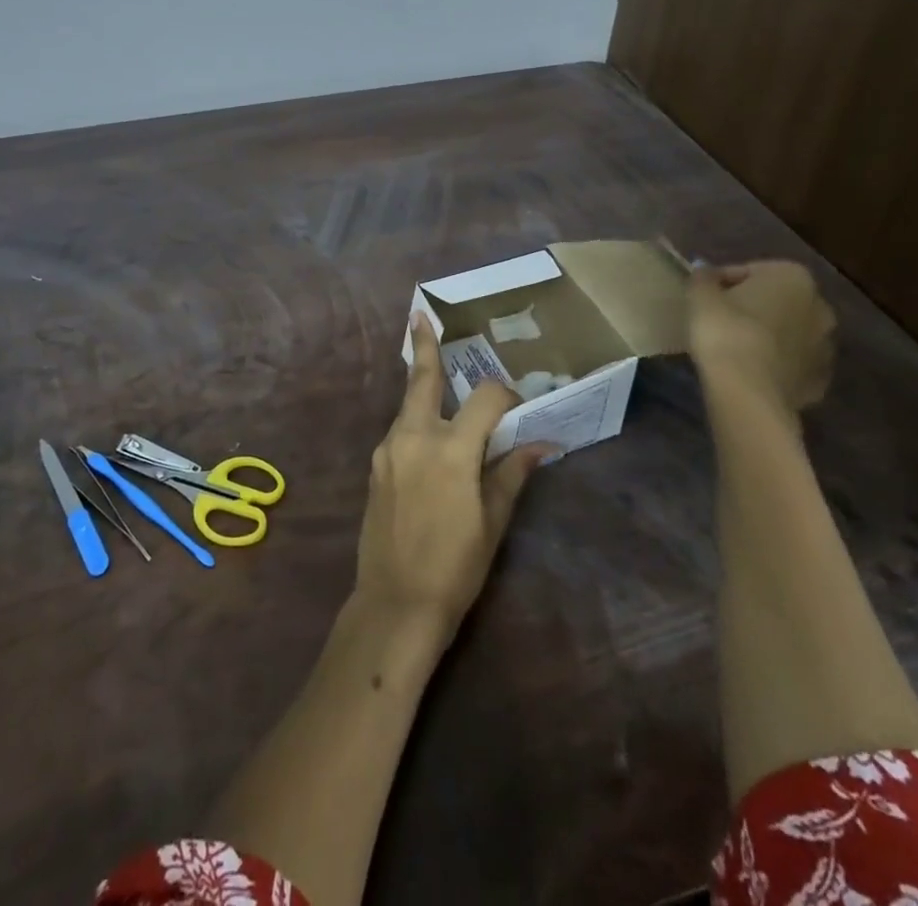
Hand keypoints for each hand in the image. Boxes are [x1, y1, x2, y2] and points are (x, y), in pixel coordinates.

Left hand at [354, 314, 555, 637]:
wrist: (395, 603)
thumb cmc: (454, 566)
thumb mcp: (493, 521)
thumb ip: (512, 473)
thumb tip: (543, 444)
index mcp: (451, 449)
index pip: (485, 399)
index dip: (507, 394)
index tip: (520, 404)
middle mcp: (414, 437)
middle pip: (422, 379)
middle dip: (424, 346)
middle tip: (420, 315)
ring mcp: (388, 449)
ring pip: (408, 405)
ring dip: (423, 387)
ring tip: (434, 370)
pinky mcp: (375, 465)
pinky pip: (399, 430)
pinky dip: (415, 421)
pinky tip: (428, 434)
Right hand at [687, 261, 835, 410]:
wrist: (748, 391)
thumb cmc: (725, 330)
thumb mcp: (701, 296)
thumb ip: (703, 278)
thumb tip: (704, 270)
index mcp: (793, 277)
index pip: (749, 271)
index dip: (722, 283)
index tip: (703, 297)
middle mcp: (819, 306)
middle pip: (776, 301)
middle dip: (752, 307)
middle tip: (720, 320)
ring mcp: (826, 346)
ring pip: (788, 333)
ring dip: (768, 335)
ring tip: (734, 347)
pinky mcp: (820, 380)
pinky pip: (793, 364)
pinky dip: (776, 364)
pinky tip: (751, 370)